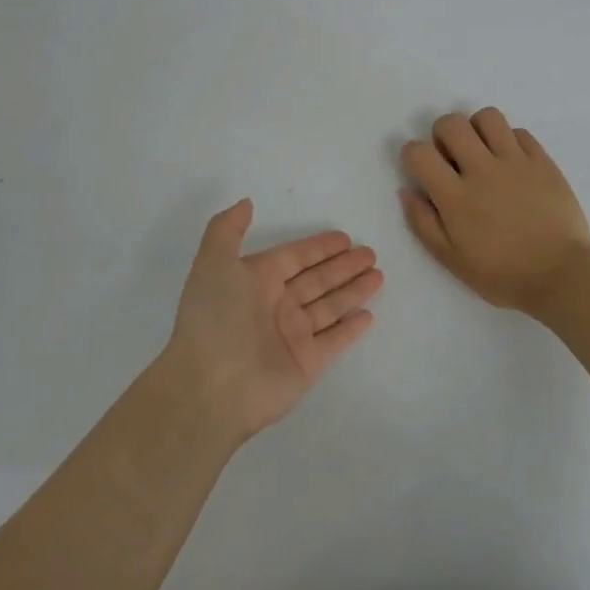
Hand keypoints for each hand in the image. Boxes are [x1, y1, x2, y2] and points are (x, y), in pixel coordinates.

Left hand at [161, 200, 381, 441]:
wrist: (211, 386)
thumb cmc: (215, 318)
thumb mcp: (212, 263)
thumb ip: (227, 230)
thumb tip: (246, 203)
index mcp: (255, 280)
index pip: (294, 257)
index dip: (318, 247)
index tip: (345, 237)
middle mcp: (275, 305)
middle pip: (316, 279)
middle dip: (343, 266)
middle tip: (370, 253)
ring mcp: (293, 335)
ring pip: (329, 306)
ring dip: (353, 290)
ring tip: (379, 275)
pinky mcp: (306, 363)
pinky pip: (334, 340)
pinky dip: (350, 328)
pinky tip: (368, 314)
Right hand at [400, 108, 589, 317]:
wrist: (561, 275)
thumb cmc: (502, 274)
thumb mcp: (451, 259)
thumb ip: (424, 223)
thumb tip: (407, 190)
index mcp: (455, 196)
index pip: (419, 153)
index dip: (412, 154)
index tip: (421, 168)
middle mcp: (482, 170)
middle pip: (451, 124)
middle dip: (441, 134)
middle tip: (451, 157)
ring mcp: (516, 162)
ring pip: (487, 117)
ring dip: (476, 129)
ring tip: (481, 152)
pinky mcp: (543, 161)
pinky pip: (519, 132)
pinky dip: (508, 141)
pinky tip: (510, 163)